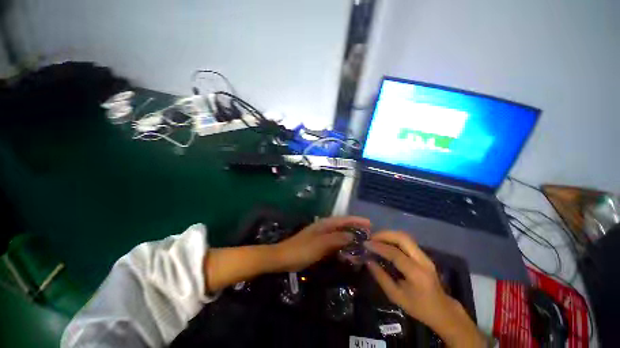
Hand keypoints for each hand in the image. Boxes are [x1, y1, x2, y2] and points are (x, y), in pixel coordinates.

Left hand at [273, 216, 370, 271]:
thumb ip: (336, 239)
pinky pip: (334, 243)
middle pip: (342, 225)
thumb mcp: (320, 244)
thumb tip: (352, 235)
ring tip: (362, 242)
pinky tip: (347, 250)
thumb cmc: (301, 249)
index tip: (369, 223)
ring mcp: (321, 236)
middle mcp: (324, 227)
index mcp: (324, 224)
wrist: (283, 258)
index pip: (343, 219)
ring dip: (350, 237)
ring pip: (339, 234)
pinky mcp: (319, 244)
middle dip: (355, 228)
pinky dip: (342, 245)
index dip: (356, 220)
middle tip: (369, 234)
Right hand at [366, 231, 486, 347]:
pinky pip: (407, 241)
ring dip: (389, 234)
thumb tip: (368, 260)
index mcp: (417, 274)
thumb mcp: (396, 296)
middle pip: (403, 238)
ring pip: (405, 237)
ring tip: (376, 238)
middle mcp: (423, 260)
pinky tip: (385, 242)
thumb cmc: (418, 307)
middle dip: (384, 234)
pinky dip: (394, 238)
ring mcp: (425, 256)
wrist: (443, 310)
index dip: (379, 247)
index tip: (366, 244)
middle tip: (371, 237)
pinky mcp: (424, 255)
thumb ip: (381, 277)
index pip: (395, 253)